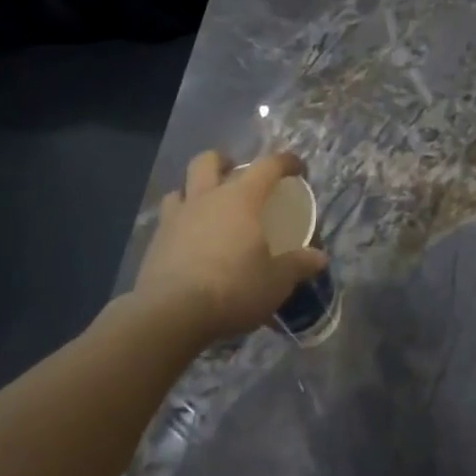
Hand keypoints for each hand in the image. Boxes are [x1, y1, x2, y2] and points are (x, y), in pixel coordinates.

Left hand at [131, 149, 328, 345]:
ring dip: (194, 191)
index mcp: (241, 199)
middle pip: (207, 161)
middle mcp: (206, 198)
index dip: (284, 162)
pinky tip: (188, 243)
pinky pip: (166, 220)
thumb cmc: (233, 288)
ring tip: (207, 209)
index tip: (296, 168)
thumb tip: (319, 258)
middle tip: (235, 176)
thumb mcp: (276, 281)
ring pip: (180, 188)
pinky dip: (179, 223)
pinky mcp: (155, 243)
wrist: (171, 314)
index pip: (267, 166)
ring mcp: (175, 218)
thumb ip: (298, 265)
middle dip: (223, 162)